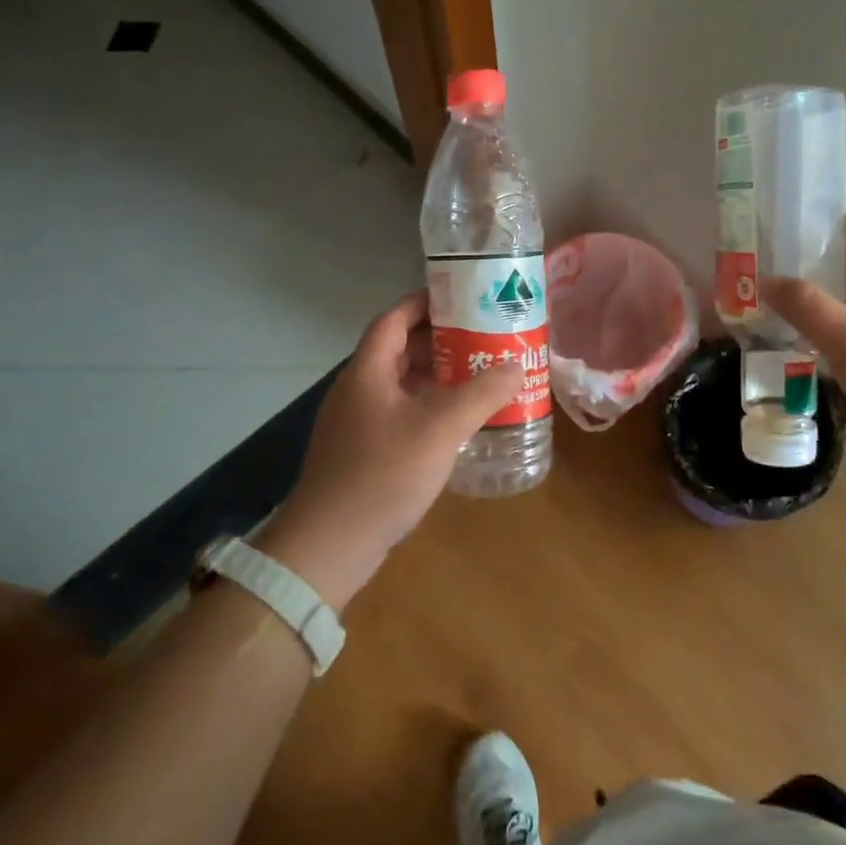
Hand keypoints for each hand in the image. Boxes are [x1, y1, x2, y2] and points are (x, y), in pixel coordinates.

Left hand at [253, 292, 522, 608]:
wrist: (328, 546)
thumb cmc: (383, 474)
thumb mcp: (441, 429)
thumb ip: (481, 393)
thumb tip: (516, 364)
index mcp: (368, 371)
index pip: (394, 318)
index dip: (426, 303)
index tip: (464, 299)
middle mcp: (358, 389)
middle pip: (399, 349)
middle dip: (440, 340)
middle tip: (483, 337)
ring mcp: (356, 422)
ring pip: (400, 383)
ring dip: (436, 375)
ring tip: (478, 374)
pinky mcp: (361, 452)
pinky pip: (399, 412)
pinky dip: (427, 406)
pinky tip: (456, 422)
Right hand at [764, 207, 845, 478]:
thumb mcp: (844, 335)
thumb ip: (803, 304)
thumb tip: (765, 279)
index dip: (843, 217)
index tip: (801, 222)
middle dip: (826, 259)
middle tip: (783, 263)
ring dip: (829, 297)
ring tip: (787, 303)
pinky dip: (839, 329)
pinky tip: (811, 346)